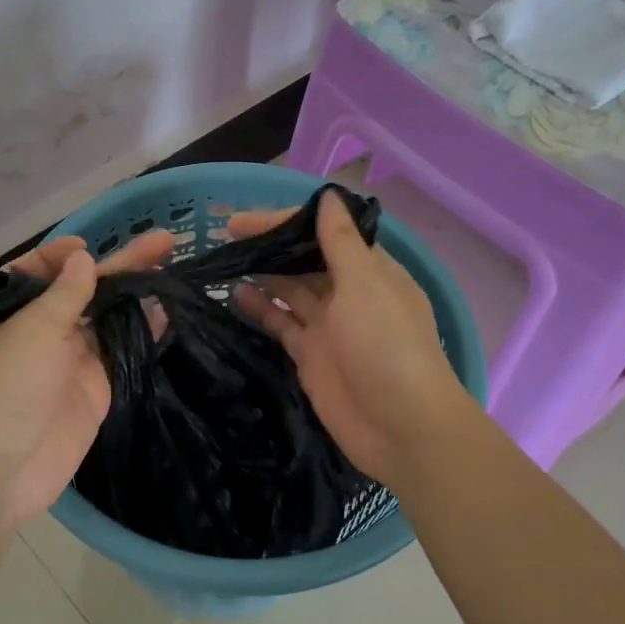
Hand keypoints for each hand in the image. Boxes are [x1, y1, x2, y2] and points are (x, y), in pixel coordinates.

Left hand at [0, 230, 173, 524]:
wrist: (0, 470)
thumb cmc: (3, 388)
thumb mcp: (31, 329)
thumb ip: (65, 294)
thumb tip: (83, 257)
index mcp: (7, 314)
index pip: (36, 273)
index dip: (62, 256)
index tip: (87, 247)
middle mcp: (39, 332)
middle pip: (82, 291)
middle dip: (118, 266)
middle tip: (162, 241)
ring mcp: (70, 361)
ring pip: (107, 319)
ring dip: (136, 295)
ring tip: (171, 267)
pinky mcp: (96, 388)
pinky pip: (122, 352)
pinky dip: (144, 332)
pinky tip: (168, 310)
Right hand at [231, 192, 468, 482]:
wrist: (400, 427)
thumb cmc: (387, 345)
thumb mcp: (365, 284)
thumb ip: (340, 242)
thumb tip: (329, 196)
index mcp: (370, 270)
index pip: (325, 233)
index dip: (286, 222)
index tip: (245, 220)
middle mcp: (348, 293)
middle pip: (305, 261)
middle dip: (271, 247)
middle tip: (226, 237)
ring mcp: (328, 327)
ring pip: (289, 292)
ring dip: (262, 276)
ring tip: (223, 263)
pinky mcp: (310, 356)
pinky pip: (281, 325)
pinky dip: (260, 310)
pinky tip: (234, 296)